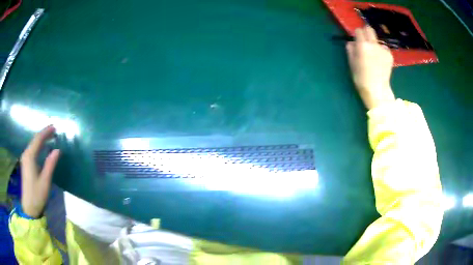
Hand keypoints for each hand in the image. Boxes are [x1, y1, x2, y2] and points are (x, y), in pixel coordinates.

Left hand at [20, 125, 59, 217]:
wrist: (29, 207)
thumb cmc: (37, 195)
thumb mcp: (45, 180)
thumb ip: (50, 164)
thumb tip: (57, 150)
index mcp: (30, 156)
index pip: (38, 139)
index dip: (46, 132)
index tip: (54, 127)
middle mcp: (26, 154)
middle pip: (35, 140)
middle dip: (44, 134)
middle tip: (54, 131)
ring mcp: (25, 159)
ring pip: (33, 145)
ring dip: (41, 140)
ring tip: (50, 137)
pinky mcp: (26, 164)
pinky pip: (32, 150)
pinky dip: (38, 146)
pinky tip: (42, 147)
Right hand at [346, 26, 394, 109]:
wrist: (377, 90)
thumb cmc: (361, 78)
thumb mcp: (352, 63)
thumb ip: (351, 50)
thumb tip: (351, 42)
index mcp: (363, 45)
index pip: (359, 30)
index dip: (357, 34)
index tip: (357, 39)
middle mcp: (374, 44)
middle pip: (370, 29)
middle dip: (366, 32)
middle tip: (365, 40)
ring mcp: (383, 49)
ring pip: (377, 40)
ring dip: (374, 44)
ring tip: (374, 55)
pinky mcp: (390, 55)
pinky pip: (384, 48)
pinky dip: (381, 51)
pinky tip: (380, 61)